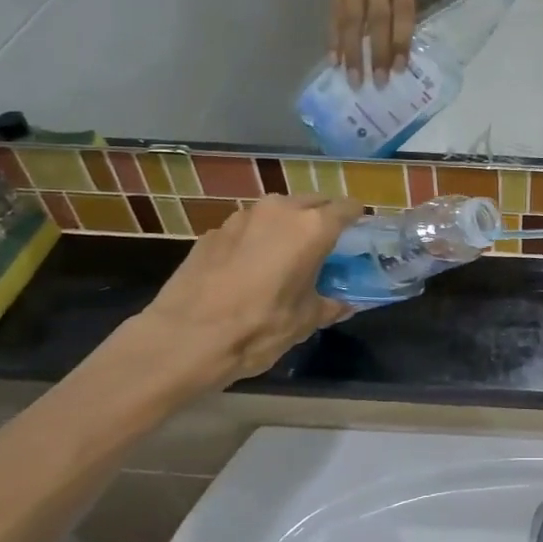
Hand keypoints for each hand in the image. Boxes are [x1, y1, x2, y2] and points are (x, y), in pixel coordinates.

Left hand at [125, 195, 361, 388]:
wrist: (183, 338)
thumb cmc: (258, 328)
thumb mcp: (304, 322)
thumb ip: (329, 305)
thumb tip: (343, 304)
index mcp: (311, 228)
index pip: (347, 207)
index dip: (357, 220)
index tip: (359, 235)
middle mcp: (279, 210)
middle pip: (312, 202)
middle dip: (322, 218)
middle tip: (324, 247)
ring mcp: (242, 217)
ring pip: (277, 211)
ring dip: (287, 226)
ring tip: (285, 256)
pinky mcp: (213, 231)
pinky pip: (248, 227)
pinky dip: (256, 239)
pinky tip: (248, 269)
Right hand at [331, 0, 419, 85]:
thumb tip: (399, 43)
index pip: (404, 8)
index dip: (401, 40)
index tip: (400, 69)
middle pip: (376, 15)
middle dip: (375, 51)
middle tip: (376, 83)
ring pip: (351, 14)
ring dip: (351, 49)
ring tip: (352, 77)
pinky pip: (334, 7)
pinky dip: (334, 34)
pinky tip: (334, 58)